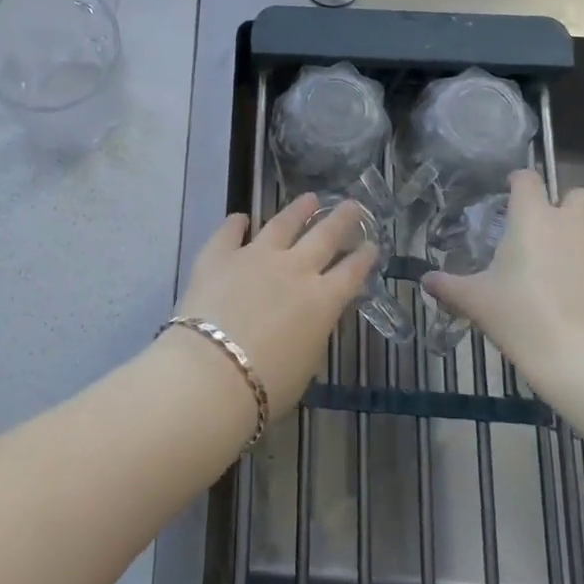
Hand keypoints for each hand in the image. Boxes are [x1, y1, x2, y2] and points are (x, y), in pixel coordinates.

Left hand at [173, 195, 378, 417]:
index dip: (364, 258)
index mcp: (322, 300)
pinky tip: (241, 216)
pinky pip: (230, 231)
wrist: (212, 372)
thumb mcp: (306, 363)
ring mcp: (255, 256)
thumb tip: (310, 317)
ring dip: (298, 210)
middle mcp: (294, 269)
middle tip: (352, 204)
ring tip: (309, 198)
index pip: (351, 272)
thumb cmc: (266, 384)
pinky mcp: (219, 254)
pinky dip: (236, 223)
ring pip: (282, 224)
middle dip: (341, 220)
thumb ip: (313, 331)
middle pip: (324, 236)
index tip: (371, 244)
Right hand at [423, 170, 583, 395]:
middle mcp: (573, 222)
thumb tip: (425, 281)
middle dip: (565, 208)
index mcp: (532, 218)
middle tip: (548, 235)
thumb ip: (449, 286)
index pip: (527, 179)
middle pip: (577, 195)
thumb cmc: (522, 316)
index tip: (511, 195)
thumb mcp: (476, 302)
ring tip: (578, 260)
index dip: (518, 183)